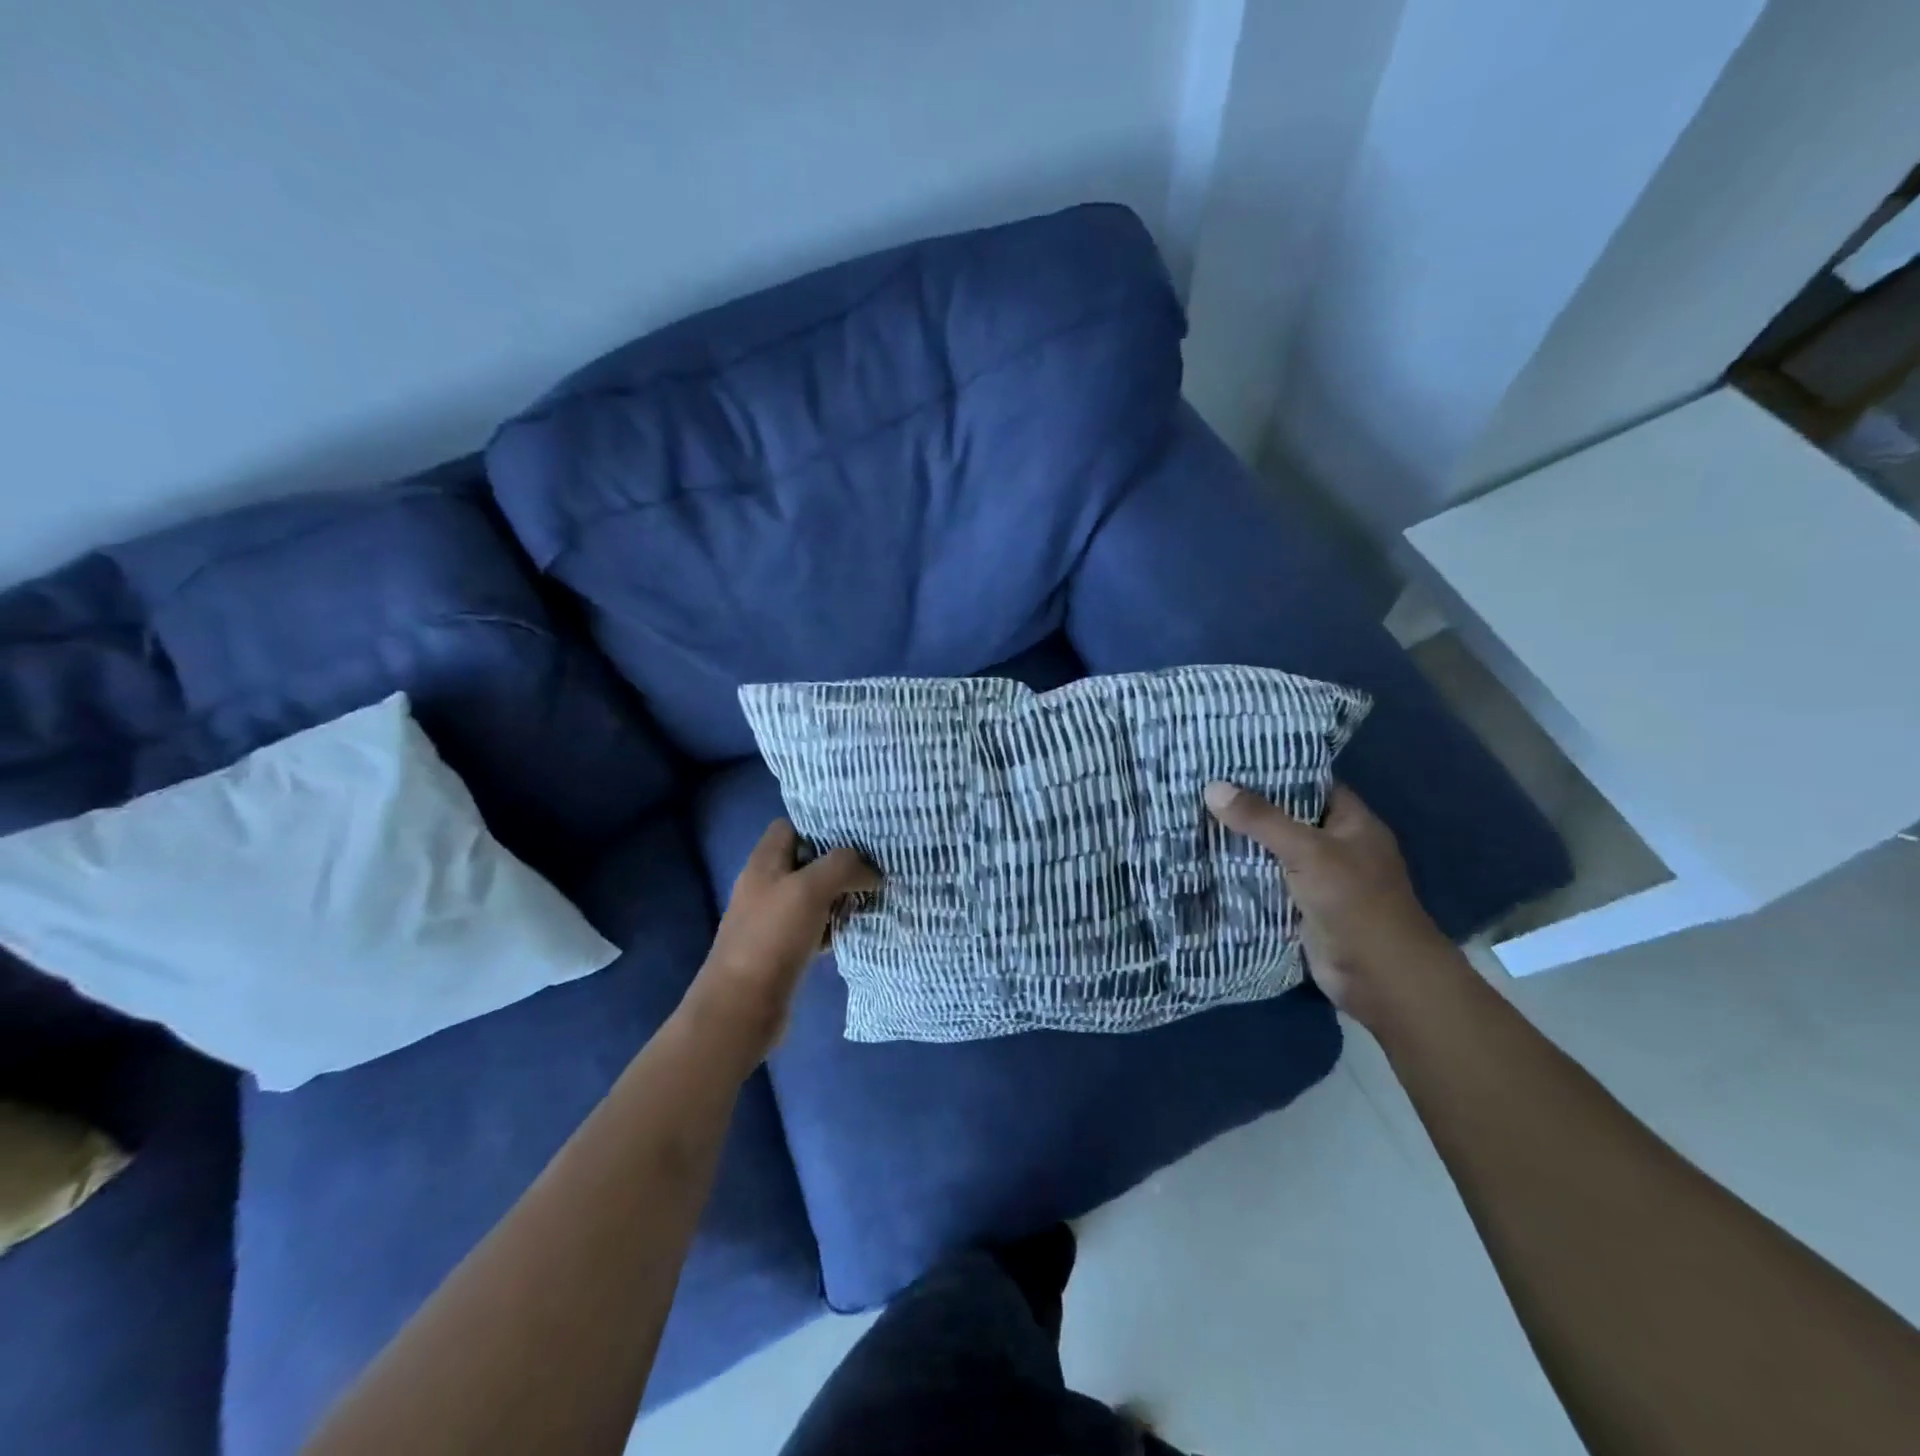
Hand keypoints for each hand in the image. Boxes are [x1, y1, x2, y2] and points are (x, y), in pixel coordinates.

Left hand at [686, 819, 879, 1061]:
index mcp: (764, 862)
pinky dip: (834, 925)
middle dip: (839, 863)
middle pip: (807, 861)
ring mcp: (773, 919)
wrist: (742, 1008)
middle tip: (875, 865)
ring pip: (813, 895)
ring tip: (874, 895)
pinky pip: (814, 926)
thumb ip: (843, 866)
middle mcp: (766, 885)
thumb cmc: (771, 939)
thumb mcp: (810, 889)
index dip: (821, 825)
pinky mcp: (783, 949)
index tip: (857, 833)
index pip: (791, 826)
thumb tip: (871, 872)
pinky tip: (855, 929)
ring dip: (840, 895)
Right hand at [1203, 781, 1454, 1020]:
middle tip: (1200, 787)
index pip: (1309, 784)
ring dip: (1241, 842)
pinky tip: (1205, 859)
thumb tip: (1213, 787)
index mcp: (1351, 822)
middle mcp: (1336, 845)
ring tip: (1193, 817)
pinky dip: (1241, 874)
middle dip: (1248, 807)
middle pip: (1286, 818)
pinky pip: (1266, 882)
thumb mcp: (1308, 851)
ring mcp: (1319, 878)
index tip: (1230, 760)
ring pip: (1273, 851)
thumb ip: (1261, 820)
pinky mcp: (1301, 907)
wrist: (1380, 977)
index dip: (1273, 771)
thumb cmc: (1355, 902)